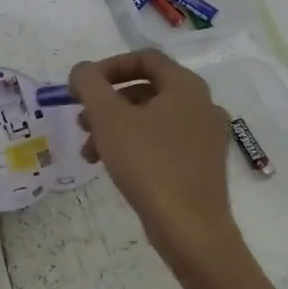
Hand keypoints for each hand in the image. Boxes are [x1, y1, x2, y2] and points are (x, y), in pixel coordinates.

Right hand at [68, 49, 239, 273]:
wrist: (191, 230)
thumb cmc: (149, 164)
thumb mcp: (109, 118)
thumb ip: (89, 84)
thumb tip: (82, 71)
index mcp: (186, 86)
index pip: (144, 58)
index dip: (108, 67)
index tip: (82, 87)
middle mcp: (202, 105)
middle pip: (145, 89)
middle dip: (107, 102)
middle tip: (82, 121)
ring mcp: (206, 136)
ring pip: (151, 118)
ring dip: (116, 127)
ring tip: (89, 151)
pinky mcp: (202, 165)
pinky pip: (163, 142)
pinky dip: (135, 145)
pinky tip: (112, 167)